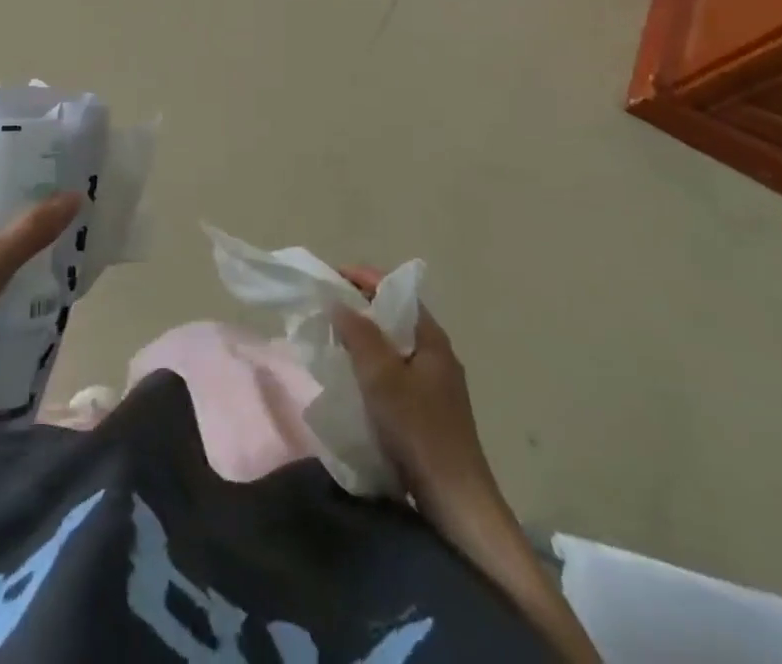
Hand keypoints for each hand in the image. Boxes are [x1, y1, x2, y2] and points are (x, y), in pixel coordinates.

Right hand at [334, 268, 605, 662]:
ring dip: (364, 337)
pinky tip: (353, 377)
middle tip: (325, 307)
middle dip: (360, 306)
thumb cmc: (419, 431)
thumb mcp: (383, 378)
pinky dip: (371, 364)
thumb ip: (360, 335)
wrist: (456, 504)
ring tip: (332, 338)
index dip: (364, 278)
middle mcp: (436, 354)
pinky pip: (394, 370)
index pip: (397, 290)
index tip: (330, 276)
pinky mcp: (428, 410)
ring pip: (393, 344)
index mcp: (432, 339)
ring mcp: (434, 383)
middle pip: (394, 315)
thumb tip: (339, 301)